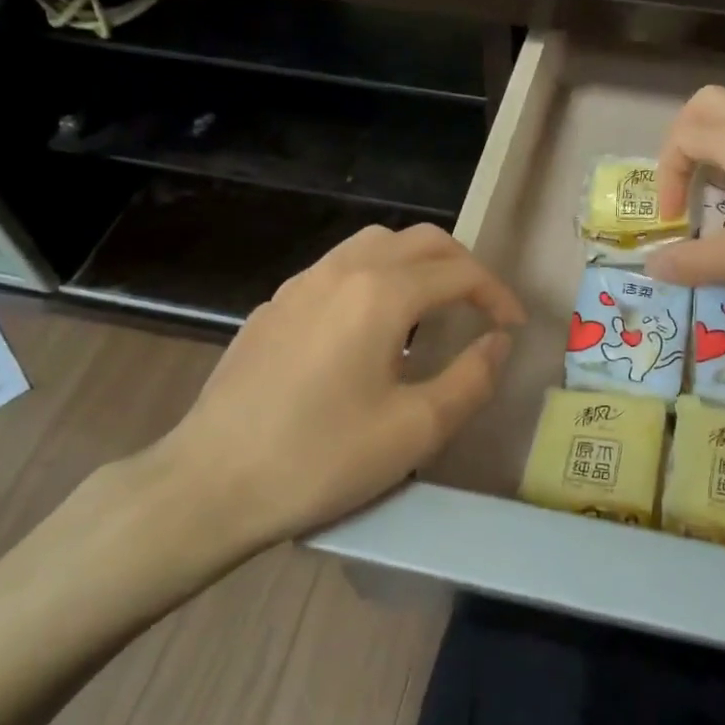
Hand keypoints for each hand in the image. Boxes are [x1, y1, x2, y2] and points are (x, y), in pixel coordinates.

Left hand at [63, 224, 522, 612]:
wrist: (210, 483)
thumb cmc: (321, 458)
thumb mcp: (415, 430)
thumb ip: (471, 379)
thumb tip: (498, 343)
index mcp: (380, 295)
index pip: (459, 272)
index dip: (497, 295)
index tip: (513, 328)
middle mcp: (341, 272)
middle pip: (420, 241)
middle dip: (462, 266)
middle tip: (481, 308)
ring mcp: (300, 285)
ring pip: (374, 244)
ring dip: (416, 264)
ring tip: (432, 307)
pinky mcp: (273, 307)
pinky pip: (338, 269)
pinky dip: (375, 278)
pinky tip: (369, 328)